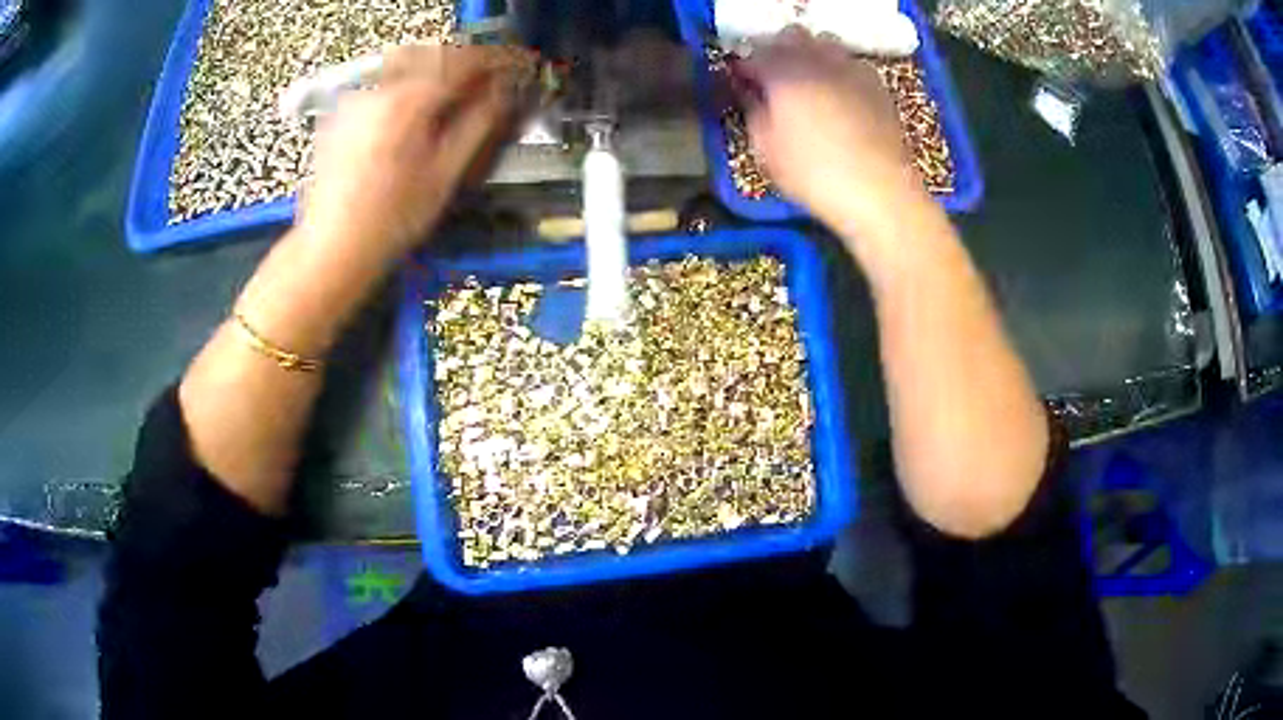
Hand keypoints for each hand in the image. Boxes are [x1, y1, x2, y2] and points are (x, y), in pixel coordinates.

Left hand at [294, 43, 535, 275]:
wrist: (332, 248)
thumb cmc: (391, 221)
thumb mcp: (445, 175)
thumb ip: (478, 124)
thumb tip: (503, 93)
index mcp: (406, 102)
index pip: (461, 61)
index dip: (494, 59)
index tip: (516, 64)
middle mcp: (377, 89)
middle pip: (432, 54)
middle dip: (465, 60)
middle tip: (489, 77)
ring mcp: (354, 99)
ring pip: (405, 64)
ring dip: (436, 68)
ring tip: (456, 89)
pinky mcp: (341, 114)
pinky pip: (383, 83)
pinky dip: (408, 83)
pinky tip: (417, 107)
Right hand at [737, 27, 923, 227]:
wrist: (880, 191)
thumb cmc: (814, 173)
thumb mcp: (766, 149)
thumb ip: (753, 111)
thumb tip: (748, 91)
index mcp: (783, 72)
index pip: (753, 54)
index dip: (742, 65)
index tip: (738, 80)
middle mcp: (817, 59)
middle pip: (790, 35)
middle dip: (776, 49)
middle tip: (771, 75)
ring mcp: (851, 68)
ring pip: (824, 42)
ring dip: (809, 52)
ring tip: (806, 77)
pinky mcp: (876, 84)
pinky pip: (850, 61)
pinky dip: (837, 68)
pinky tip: (837, 91)